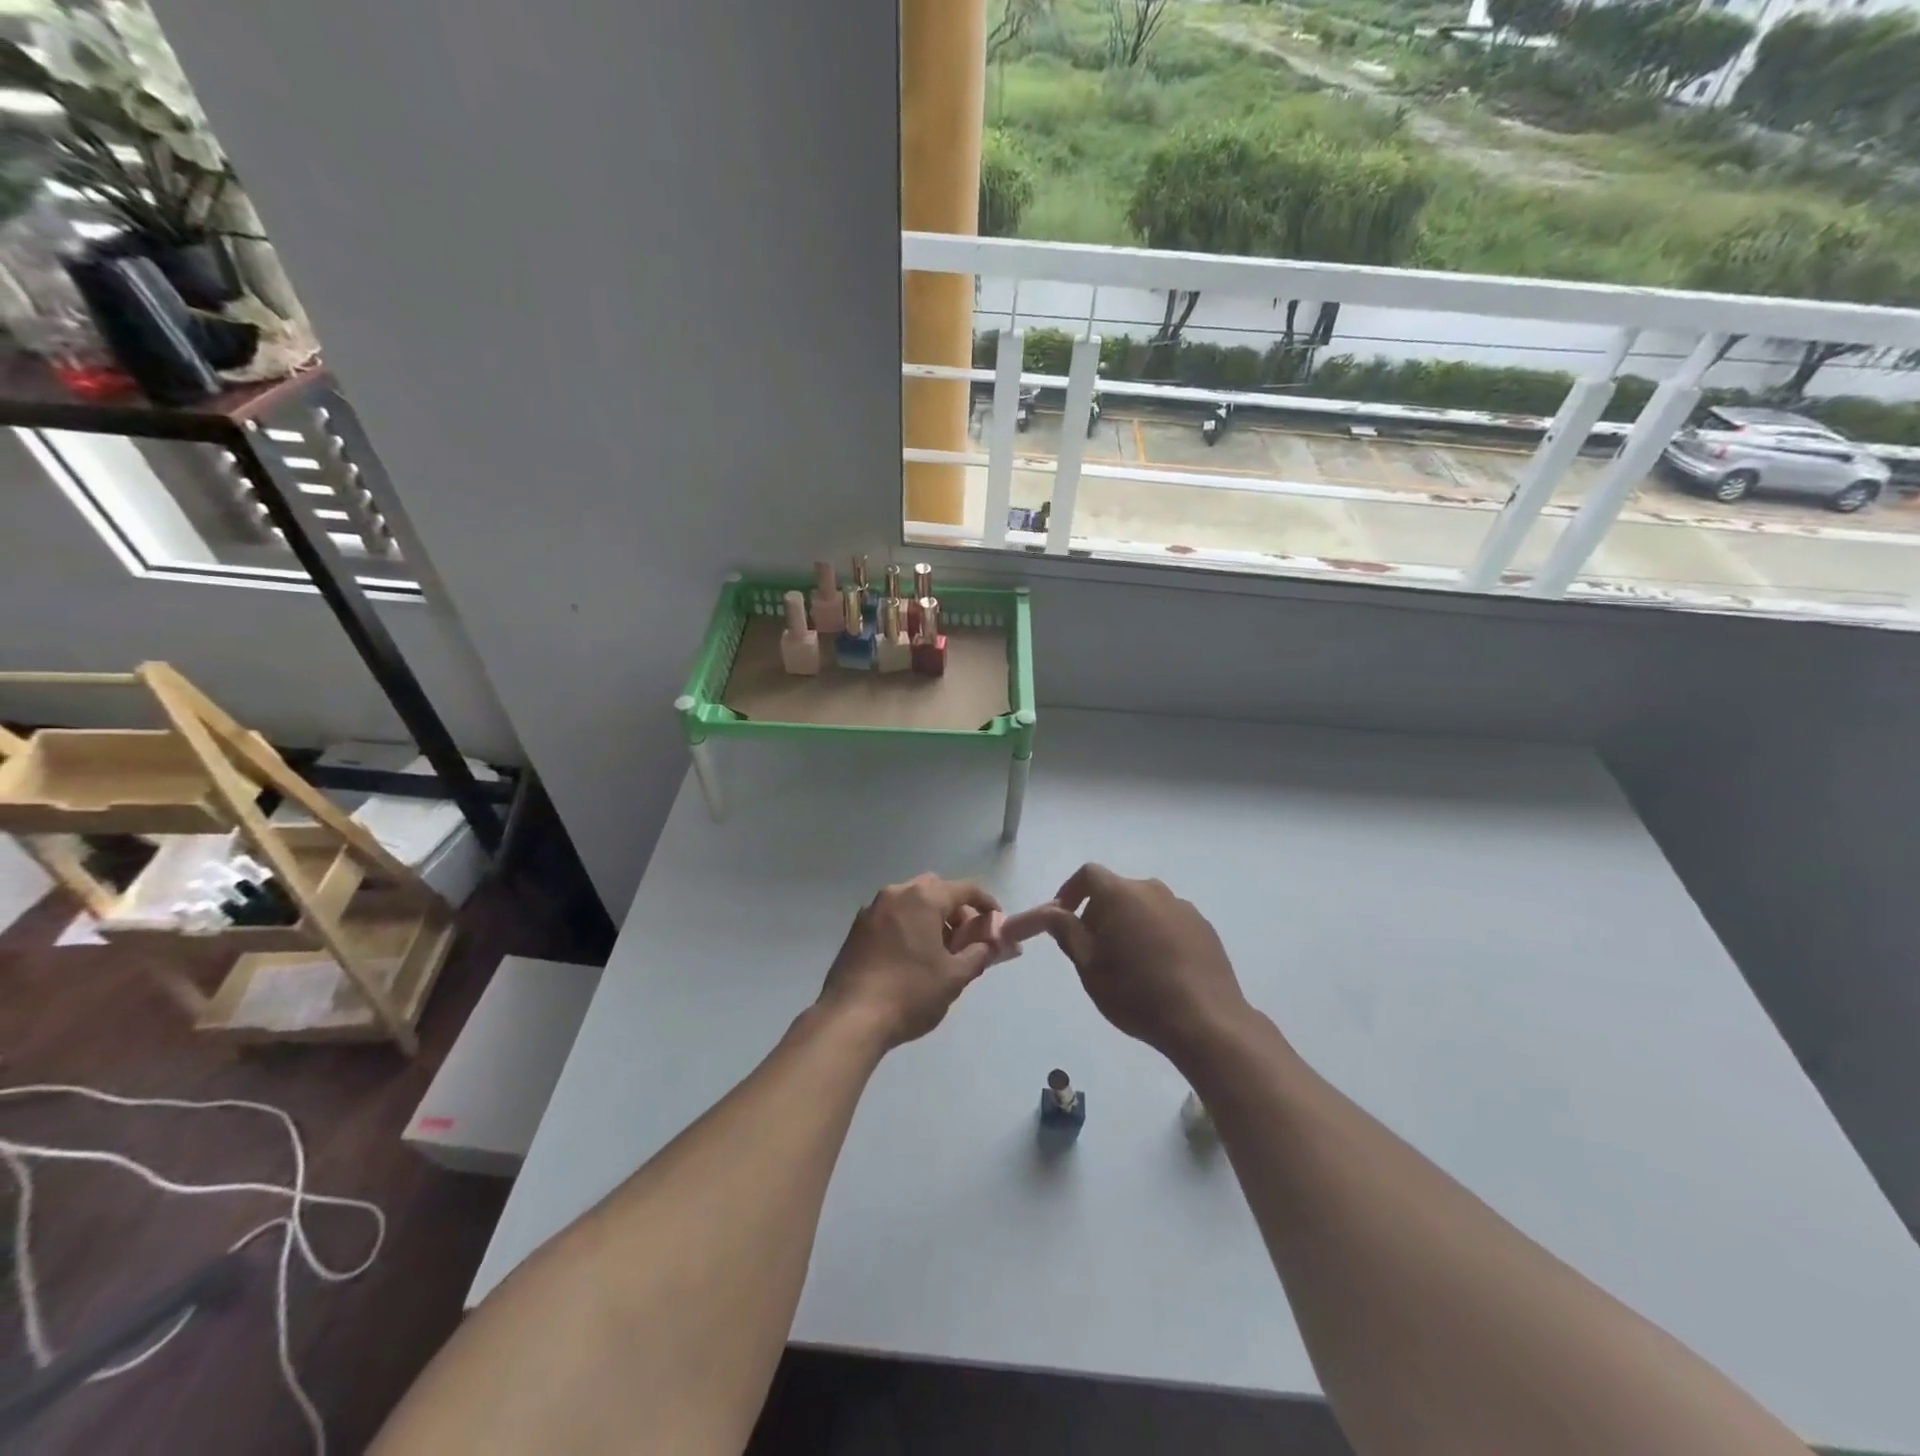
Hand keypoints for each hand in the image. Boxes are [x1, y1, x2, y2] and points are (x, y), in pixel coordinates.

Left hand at [817, 874, 1003, 1050]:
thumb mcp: (954, 977)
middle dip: (955, 909)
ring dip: (930, 917)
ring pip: (911, 901)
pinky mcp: (856, 929)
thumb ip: (978, 954)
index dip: (986, 904)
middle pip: (935, 889)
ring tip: (939, 952)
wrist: (851, 1018)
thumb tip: (988, 944)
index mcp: (922, 898)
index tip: (997, 923)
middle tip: (965, 939)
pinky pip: (891, 916)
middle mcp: (896, 894)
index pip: (965, 889)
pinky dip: (908, 926)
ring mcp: (872, 910)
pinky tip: (911, 958)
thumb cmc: (910, 993)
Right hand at [1035, 864, 1250, 1066]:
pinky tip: (1159, 969)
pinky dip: (1155, 934)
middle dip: (1099, 912)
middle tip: (1093, 949)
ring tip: (1128, 962)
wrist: (1205, 1021)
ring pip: (1144, 906)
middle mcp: (1153, 890)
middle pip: (1117, 889)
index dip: (1071, 892)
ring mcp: (1183, 907)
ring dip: (1129, 923)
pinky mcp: (1204, 927)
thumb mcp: (1089, 966)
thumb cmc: (1136, 993)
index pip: (1088, 874)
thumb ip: (1067, 931)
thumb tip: (1050, 911)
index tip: (1064, 919)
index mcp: (1121, 894)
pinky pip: (1169, 920)